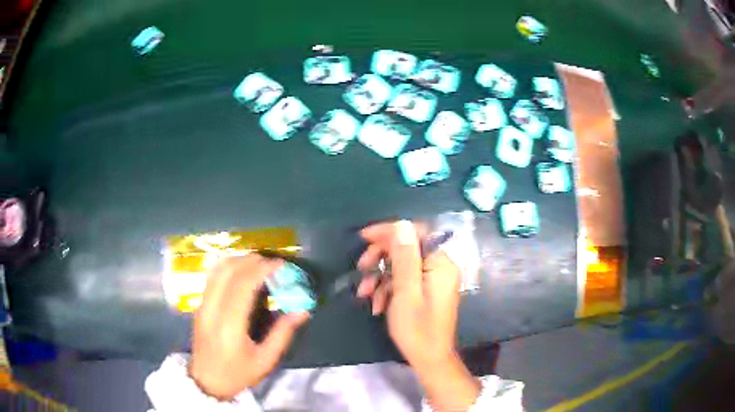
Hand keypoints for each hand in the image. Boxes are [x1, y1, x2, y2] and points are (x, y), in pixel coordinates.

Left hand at [189, 254, 309, 399]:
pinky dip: (228, 267)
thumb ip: (283, 334)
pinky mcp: (199, 305)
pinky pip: (212, 277)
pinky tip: (241, 272)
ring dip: (239, 261)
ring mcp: (202, 305)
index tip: (280, 264)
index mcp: (229, 325)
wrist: (206, 381)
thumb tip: (302, 311)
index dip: (262, 269)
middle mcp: (212, 309)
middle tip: (272, 264)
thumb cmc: (237, 374)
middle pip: (228, 271)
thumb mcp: (265, 360)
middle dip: (252, 261)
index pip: (242, 285)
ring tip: (258, 265)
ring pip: (217, 270)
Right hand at [356, 221, 480, 410]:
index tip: (364, 237)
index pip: (415, 234)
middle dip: (381, 259)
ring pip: (402, 267)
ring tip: (365, 295)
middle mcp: (440, 268)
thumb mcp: (406, 292)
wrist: (429, 359)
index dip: (389, 232)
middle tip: (361, 269)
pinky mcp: (427, 291)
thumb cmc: (417, 329)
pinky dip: (388, 290)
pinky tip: (377, 305)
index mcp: (440, 264)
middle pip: (407, 250)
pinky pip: (405, 281)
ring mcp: (434, 280)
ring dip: (380, 278)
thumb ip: (404, 257)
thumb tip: (401, 224)